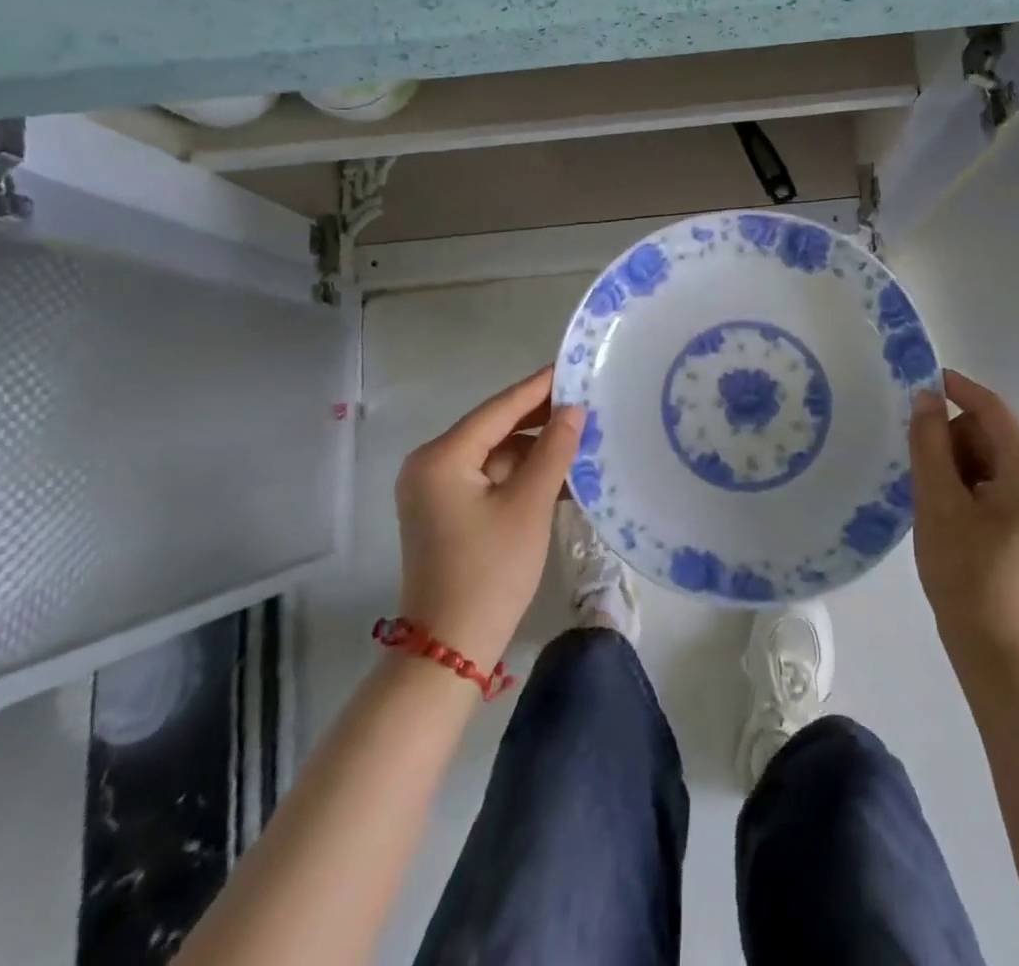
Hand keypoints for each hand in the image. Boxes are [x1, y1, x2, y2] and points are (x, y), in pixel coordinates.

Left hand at [394, 366, 583, 668]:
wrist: (450, 650)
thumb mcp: (529, 506)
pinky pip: (490, 478)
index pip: (499, 408)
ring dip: (536, 451)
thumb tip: (574, 409)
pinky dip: (522, 476)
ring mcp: (435, 490)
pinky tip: (562, 475)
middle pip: (495, 429)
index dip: (540, 387)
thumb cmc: (490, 572)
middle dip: (541, 420)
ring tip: (583, 440)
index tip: (574, 367)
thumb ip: (553, 450)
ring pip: (496, 455)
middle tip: (588, 404)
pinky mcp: (446, 511)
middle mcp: (431, 464)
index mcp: (441, 457)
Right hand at [909, 369, 1018, 683]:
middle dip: (954, 442)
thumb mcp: (938, 502)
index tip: (920, 379)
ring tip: (938, 502)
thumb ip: (929, 443)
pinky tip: (953, 513)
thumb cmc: (966, 574)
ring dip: (961, 466)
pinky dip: (973, 484)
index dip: (956, 389)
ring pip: (994, 457)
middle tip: (925, 476)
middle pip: (993, 434)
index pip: (993, 410)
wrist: (997, 649)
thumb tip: (925, 396)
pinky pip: (1002, 481)